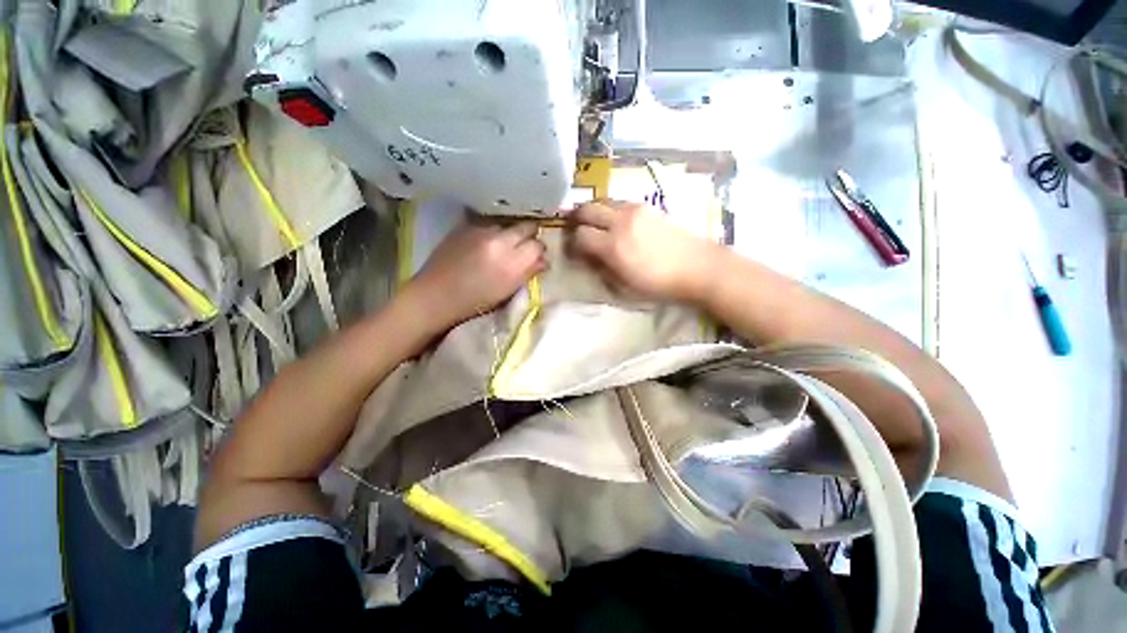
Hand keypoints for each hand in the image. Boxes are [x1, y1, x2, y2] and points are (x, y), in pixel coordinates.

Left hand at [407, 221, 546, 329]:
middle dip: (529, 235)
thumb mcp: (508, 292)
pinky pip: (489, 223)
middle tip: (525, 247)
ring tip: (503, 245)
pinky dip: (493, 231)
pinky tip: (487, 242)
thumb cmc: (475, 302)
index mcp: (511, 263)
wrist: (435, 295)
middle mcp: (499, 241)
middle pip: (527, 226)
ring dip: (510, 233)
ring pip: (508, 224)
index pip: (538, 245)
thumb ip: (529, 272)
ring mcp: (481, 230)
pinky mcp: (466, 226)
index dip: (539, 251)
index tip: (536, 257)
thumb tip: (544, 260)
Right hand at [568, 200, 719, 301]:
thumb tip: (588, 258)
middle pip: (586, 209)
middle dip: (577, 219)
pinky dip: (610, 210)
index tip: (573, 251)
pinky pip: (619, 202)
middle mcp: (620, 221)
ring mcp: (635, 210)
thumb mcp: (625, 287)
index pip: (580, 235)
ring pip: (602, 201)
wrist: (698, 267)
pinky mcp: (647, 206)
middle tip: (576, 230)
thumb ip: (602, 270)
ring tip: (596, 226)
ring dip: (594, 212)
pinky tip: (617, 223)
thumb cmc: (659, 284)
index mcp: (613, 246)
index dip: (572, 243)